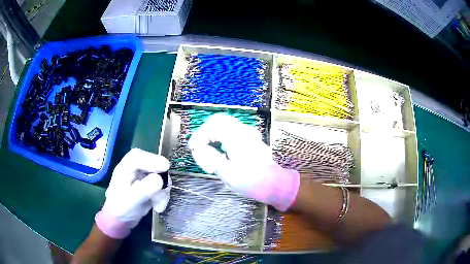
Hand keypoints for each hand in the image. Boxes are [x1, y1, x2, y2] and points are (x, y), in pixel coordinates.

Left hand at [95, 148, 170, 238]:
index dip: (152, 159)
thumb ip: (144, 189)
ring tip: (158, 206)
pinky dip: (162, 197)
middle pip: (151, 164)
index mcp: (124, 169)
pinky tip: (158, 207)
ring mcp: (142, 178)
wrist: (121, 221)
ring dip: (162, 192)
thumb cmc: (121, 209)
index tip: (165, 167)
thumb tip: (160, 179)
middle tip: (166, 187)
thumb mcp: (131, 201)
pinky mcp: (149, 186)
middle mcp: (134, 170)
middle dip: (161, 177)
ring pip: (159, 177)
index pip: (137, 157)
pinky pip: (161, 187)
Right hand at [188, 114, 299, 210]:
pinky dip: (220, 137)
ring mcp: (248, 133)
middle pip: (218, 121)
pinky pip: (231, 131)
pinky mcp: (250, 138)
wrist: (274, 184)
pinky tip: (218, 149)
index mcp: (237, 136)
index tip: (193, 148)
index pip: (212, 125)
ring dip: (212, 135)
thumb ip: (209, 157)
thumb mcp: (226, 172)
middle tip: (198, 147)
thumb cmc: (250, 180)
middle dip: (205, 133)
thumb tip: (198, 148)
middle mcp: (243, 130)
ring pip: (224, 125)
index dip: (199, 135)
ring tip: (206, 149)